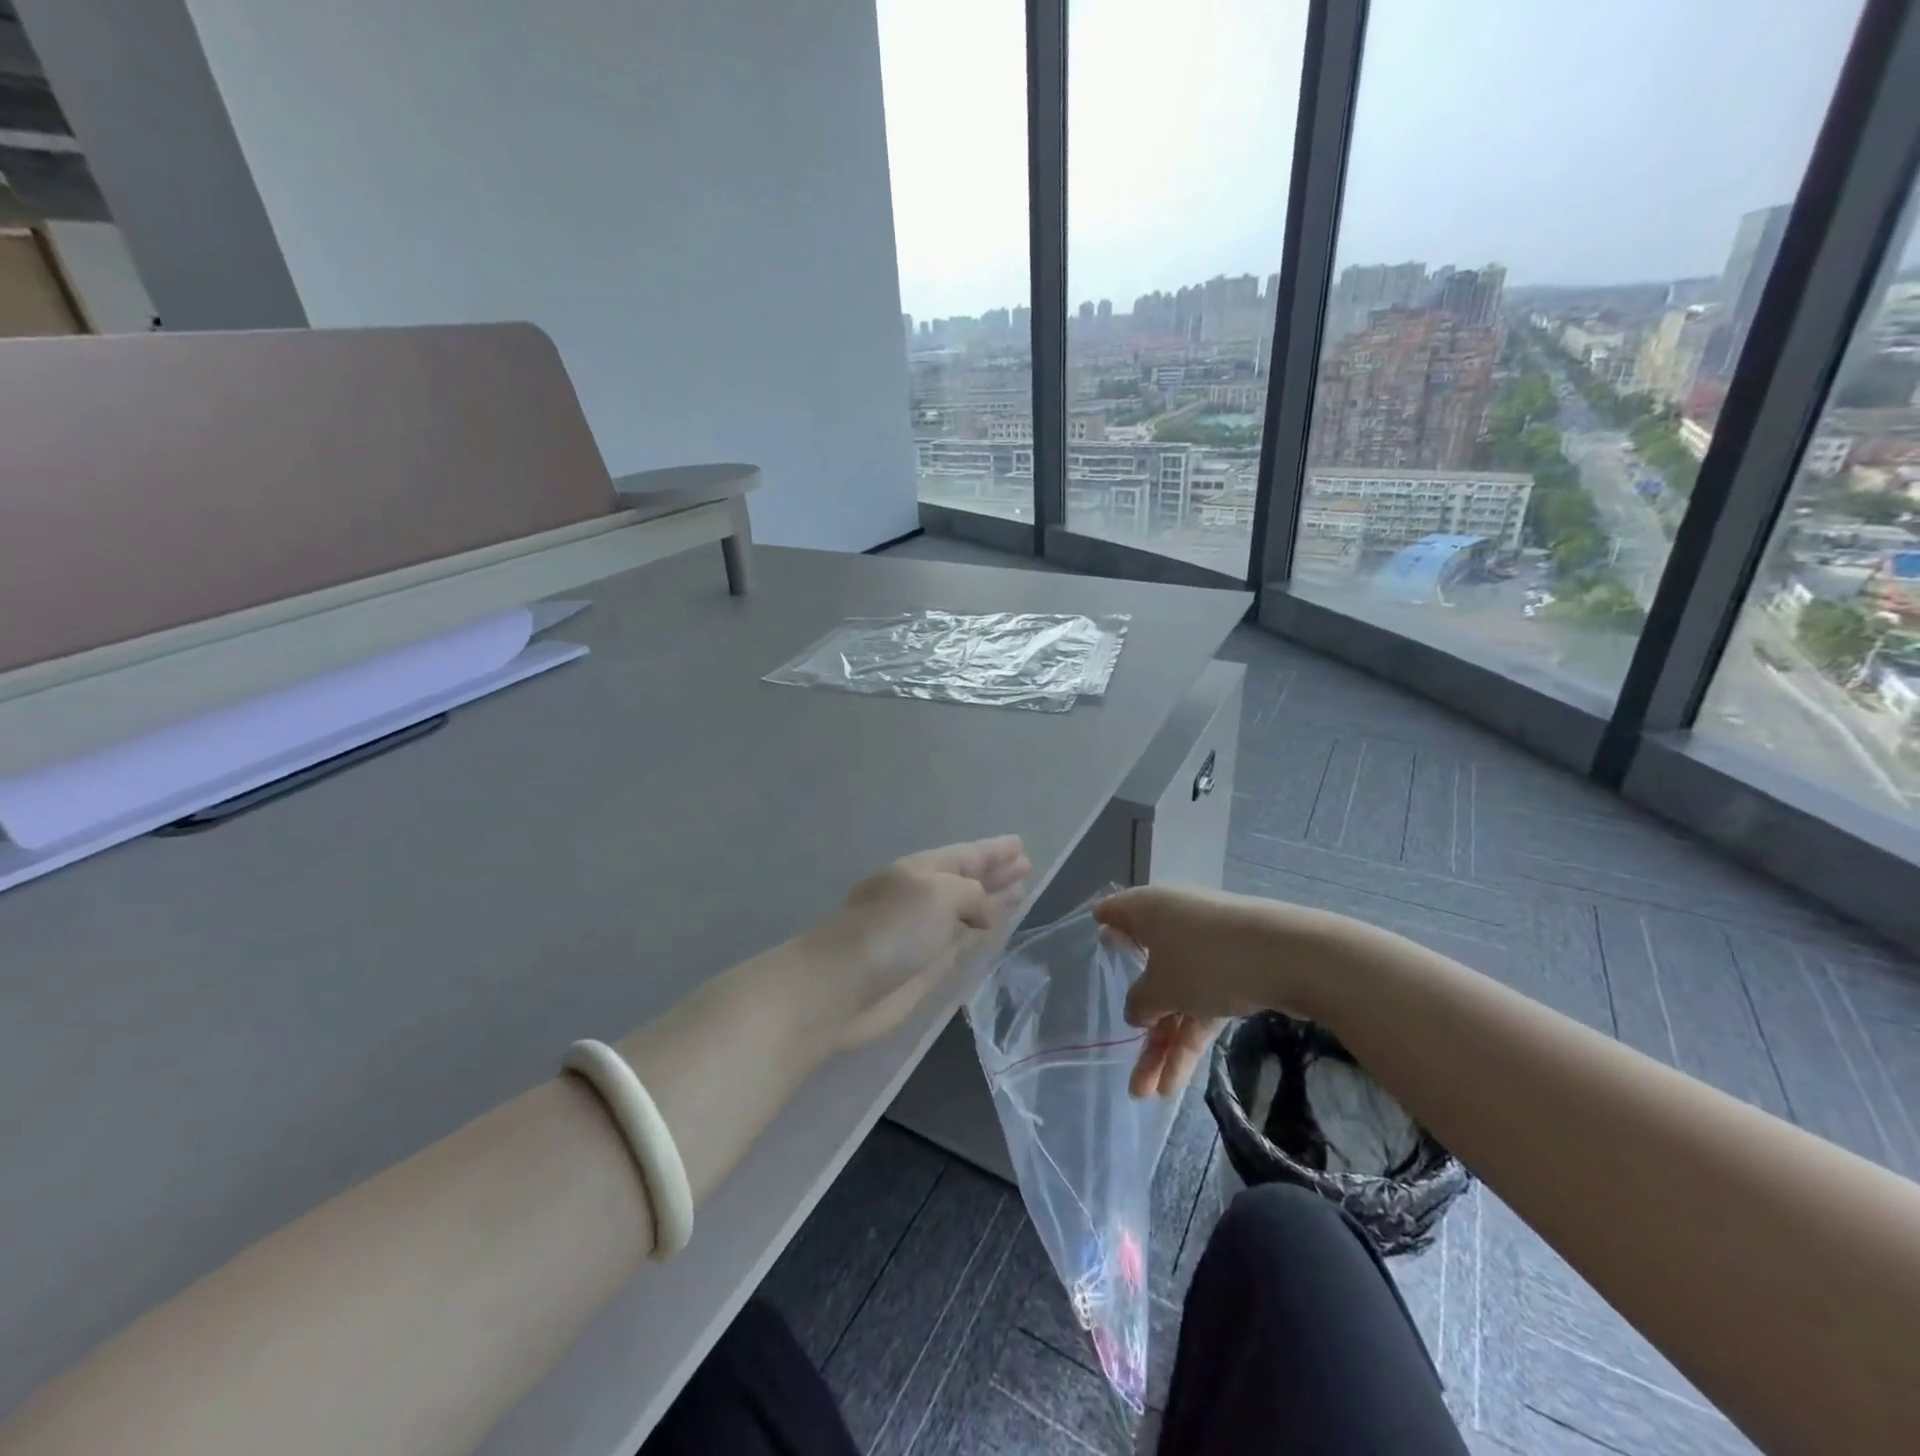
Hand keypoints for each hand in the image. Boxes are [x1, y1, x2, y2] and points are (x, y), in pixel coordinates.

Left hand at [802, 836, 1029, 1050]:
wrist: (841, 986)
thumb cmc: (891, 930)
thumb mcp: (939, 894)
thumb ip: (973, 896)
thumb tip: (988, 916)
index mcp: (923, 869)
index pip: (967, 855)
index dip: (994, 850)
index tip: (1020, 844)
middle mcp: (925, 896)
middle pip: (968, 880)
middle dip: (996, 873)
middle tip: (1027, 867)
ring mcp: (925, 932)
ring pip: (968, 911)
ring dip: (993, 901)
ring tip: (1021, 892)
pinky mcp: (926, 966)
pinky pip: (963, 941)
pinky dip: (981, 932)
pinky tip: (996, 929)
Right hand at [1094, 884, 1297, 1098]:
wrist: (1291, 957)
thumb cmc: (1207, 960)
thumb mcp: (1160, 987)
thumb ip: (1139, 1002)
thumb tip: (1137, 1011)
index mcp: (1149, 910)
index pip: (1113, 913)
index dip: (1100, 931)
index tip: (1089, 955)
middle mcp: (1174, 924)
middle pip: (1146, 970)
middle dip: (1137, 1020)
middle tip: (1121, 1059)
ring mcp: (1207, 949)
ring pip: (1176, 997)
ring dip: (1162, 1044)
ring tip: (1147, 1094)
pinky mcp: (1236, 972)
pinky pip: (1202, 1006)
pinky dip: (1190, 1040)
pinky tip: (1176, 1083)